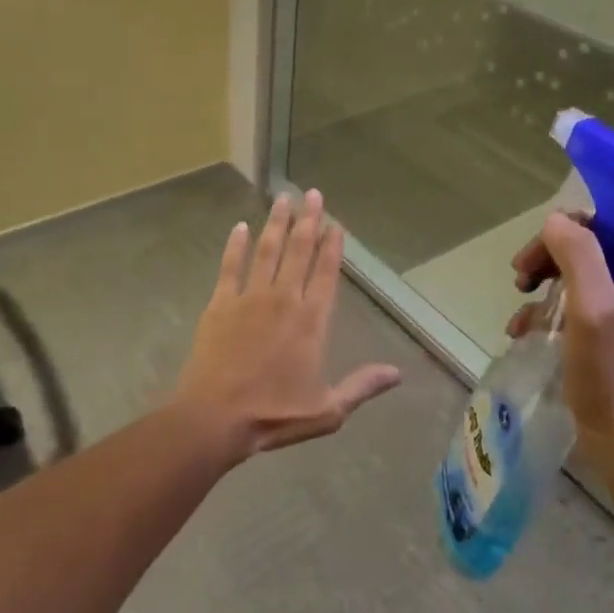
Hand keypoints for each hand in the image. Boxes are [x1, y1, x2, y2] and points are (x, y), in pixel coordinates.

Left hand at [176, 190, 400, 459]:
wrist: (215, 418)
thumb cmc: (274, 415)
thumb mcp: (328, 410)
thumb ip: (362, 386)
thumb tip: (398, 373)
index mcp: (311, 321)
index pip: (326, 273)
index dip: (333, 247)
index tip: (336, 224)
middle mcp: (284, 300)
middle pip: (299, 251)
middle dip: (308, 221)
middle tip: (313, 194)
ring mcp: (250, 298)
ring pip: (268, 251)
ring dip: (277, 223)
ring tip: (283, 198)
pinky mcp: (220, 304)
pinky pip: (230, 267)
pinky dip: (236, 245)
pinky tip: (240, 227)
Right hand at [508, 212, 613, 479]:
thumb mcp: (594, 310)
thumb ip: (578, 254)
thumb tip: (556, 221)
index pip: (613, 224)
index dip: (570, 230)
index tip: (536, 256)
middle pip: (593, 248)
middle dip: (551, 260)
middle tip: (520, 278)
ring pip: (581, 276)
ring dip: (545, 288)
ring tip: (520, 314)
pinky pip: (580, 307)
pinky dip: (551, 314)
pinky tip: (526, 331)